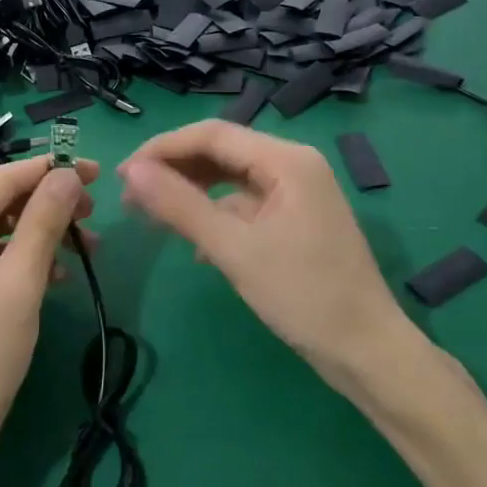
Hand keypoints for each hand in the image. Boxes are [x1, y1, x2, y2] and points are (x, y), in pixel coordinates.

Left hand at [0, 156, 98, 474]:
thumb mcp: (21, 284)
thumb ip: (44, 221)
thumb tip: (67, 174)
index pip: (1, 178)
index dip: (50, 170)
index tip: (96, 172)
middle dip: (44, 198)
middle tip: (90, 213)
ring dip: (36, 228)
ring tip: (84, 246)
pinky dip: (18, 253)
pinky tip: (55, 274)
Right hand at [118, 121, 434, 411]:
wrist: (365, 351)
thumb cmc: (303, 296)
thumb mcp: (234, 249)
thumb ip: (180, 205)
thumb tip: (131, 172)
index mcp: (286, 160)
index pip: (211, 134)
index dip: (161, 149)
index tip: (122, 175)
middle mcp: (293, 165)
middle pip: (220, 151)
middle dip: (173, 170)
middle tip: (129, 199)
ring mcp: (296, 193)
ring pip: (230, 178)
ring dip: (190, 192)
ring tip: (150, 216)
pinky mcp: (294, 219)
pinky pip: (244, 203)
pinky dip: (214, 215)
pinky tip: (191, 243)